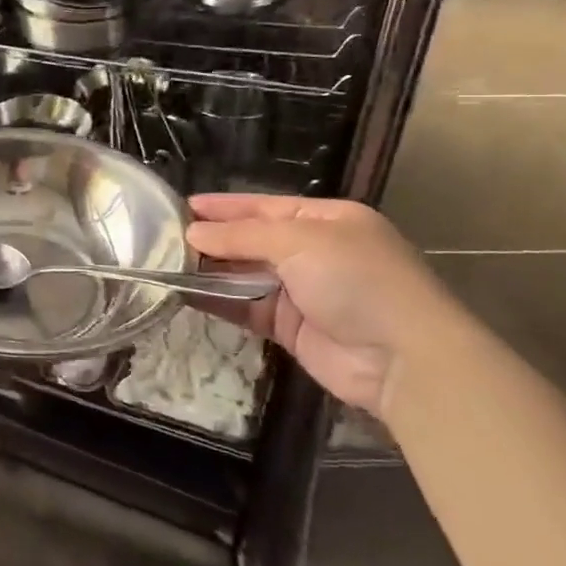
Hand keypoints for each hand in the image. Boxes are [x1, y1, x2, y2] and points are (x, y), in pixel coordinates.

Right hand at [187, 195, 451, 417]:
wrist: (402, 358)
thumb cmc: (356, 279)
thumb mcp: (299, 241)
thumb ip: (242, 237)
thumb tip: (193, 235)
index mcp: (326, 220)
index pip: (264, 206)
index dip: (224, 206)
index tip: (182, 207)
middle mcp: (313, 251)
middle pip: (251, 240)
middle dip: (212, 239)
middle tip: (164, 238)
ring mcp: (302, 291)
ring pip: (244, 275)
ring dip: (210, 270)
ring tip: (166, 264)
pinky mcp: (289, 328)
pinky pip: (245, 307)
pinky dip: (218, 300)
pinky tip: (185, 293)